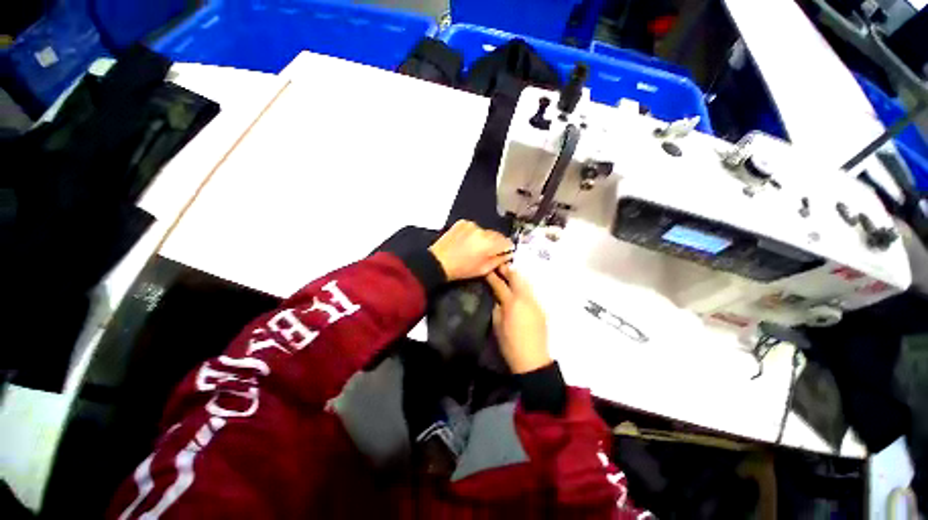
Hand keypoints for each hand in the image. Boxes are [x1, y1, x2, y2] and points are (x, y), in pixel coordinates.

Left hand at [428, 220, 513, 281]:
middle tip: (488, 252)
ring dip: (484, 238)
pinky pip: (474, 228)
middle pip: (496, 235)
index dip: (507, 248)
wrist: (438, 261)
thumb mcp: (484, 269)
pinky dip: (474, 233)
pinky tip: (466, 242)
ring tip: (475, 248)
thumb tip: (509, 254)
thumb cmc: (462, 269)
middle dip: (495, 243)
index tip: (504, 253)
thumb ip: (499, 260)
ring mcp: (471, 224)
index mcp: (489, 243)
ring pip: (485, 231)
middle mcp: (482, 230)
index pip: (507, 242)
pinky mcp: (462, 222)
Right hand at [485, 264, 550, 373]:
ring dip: (517, 277)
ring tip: (509, 275)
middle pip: (517, 278)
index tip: (487, 270)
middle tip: (500, 267)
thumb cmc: (510, 344)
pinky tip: (518, 289)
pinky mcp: (541, 308)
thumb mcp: (497, 325)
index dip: (492, 276)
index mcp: (512, 303)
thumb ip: (497, 308)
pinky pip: (531, 292)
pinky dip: (523, 286)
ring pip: (526, 283)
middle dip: (508, 270)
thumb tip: (498, 298)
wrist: (532, 359)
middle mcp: (526, 299)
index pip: (500, 285)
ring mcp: (535, 302)